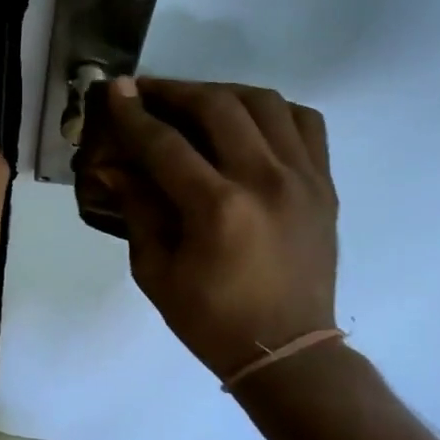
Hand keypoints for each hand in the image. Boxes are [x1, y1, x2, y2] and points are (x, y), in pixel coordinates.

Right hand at [102, 77, 337, 380]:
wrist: (286, 350)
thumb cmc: (210, 319)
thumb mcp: (155, 272)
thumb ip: (138, 210)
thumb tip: (115, 166)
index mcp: (217, 208)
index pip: (165, 143)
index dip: (134, 114)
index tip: (115, 90)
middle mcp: (265, 180)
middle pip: (218, 106)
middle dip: (175, 91)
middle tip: (148, 91)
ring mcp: (303, 178)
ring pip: (265, 103)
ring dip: (223, 92)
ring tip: (195, 101)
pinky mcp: (324, 184)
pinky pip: (305, 123)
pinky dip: (271, 111)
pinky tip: (248, 121)